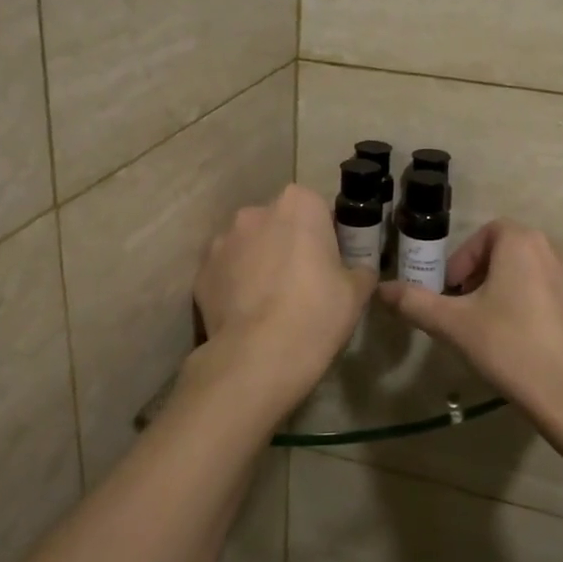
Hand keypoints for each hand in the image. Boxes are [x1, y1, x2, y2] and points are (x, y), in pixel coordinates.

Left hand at [193, 185, 377, 414]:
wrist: (259, 356)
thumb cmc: (317, 313)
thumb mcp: (357, 291)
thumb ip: (361, 269)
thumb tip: (359, 269)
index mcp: (298, 204)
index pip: (318, 209)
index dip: (326, 236)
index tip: (331, 263)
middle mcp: (256, 212)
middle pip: (279, 224)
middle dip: (289, 244)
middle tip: (304, 283)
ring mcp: (222, 240)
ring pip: (249, 246)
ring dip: (260, 262)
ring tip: (271, 302)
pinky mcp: (202, 271)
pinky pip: (226, 271)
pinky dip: (236, 285)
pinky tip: (248, 313)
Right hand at [377, 220, 562, 428]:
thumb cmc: (509, 349)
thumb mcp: (453, 325)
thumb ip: (414, 302)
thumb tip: (381, 290)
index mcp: (522, 242)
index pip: (487, 236)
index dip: (465, 262)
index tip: (454, 294)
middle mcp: (562, 249)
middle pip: (519, 250)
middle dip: (495, 273)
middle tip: (478, 310)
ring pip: (558, 268)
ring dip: (536, 284)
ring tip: (518, 321)